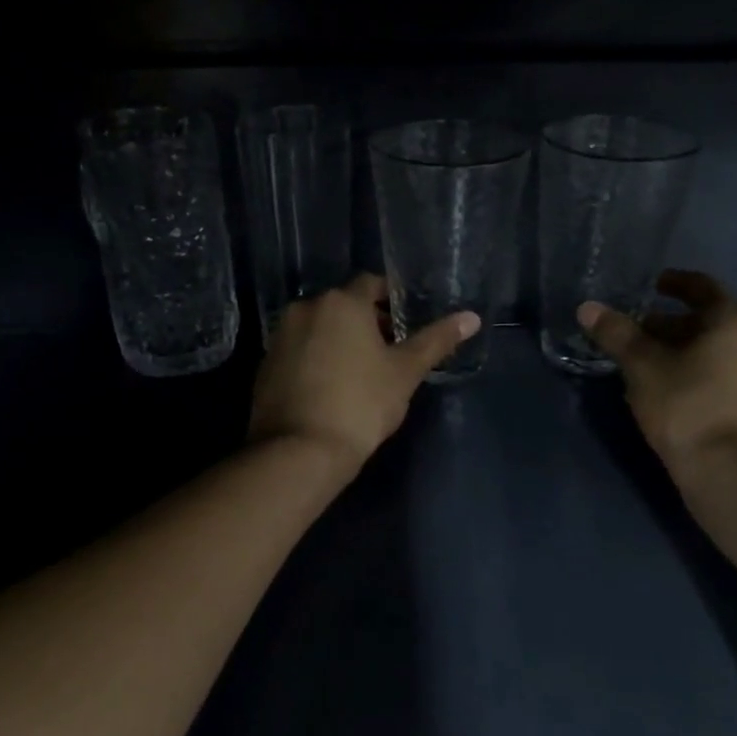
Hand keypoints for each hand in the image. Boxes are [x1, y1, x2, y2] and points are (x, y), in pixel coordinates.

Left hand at [248, 275, 480, 472]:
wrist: (300, 450)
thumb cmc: (361, 404)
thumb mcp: (405, 372)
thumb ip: (436, 341)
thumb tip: (471, 317)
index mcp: (341, 302)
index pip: (371, 284)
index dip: (391, 300)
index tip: (405, 321)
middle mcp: (305, 308)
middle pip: (343, 305)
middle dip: (366, 321)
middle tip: (390, 350)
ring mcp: (280, 336)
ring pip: (318, 328)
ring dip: (339, 339)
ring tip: (361, 371)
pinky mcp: (265, 365)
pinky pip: (299, 351)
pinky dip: (316, 358)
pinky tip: (331, 387)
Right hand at [579, 269, 736, 464]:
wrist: (736, 473)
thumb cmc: (688, 406)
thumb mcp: (643, 367)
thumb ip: (617, 335)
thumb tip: (588, 308)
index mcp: (735, 321)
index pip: (702, 288)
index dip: (673, 284)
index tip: (651, 286)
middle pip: (709, 324)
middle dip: (671, 328)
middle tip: (636, 337)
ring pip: (719, 354)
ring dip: (685, 356)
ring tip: (649, 370)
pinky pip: (728, 381)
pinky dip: (701, 378)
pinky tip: (674, 397)